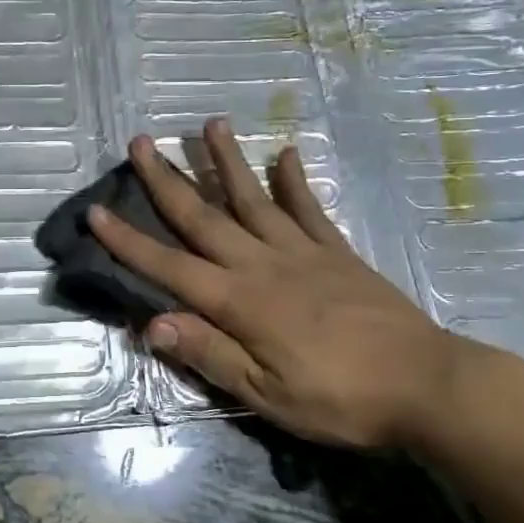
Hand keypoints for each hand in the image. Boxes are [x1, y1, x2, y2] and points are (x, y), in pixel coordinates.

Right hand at [88, 121, 484, 449]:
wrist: (427, 386)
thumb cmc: (339, 399)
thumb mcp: (265, 393)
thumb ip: (209, 353)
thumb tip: (151, 323)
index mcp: (239, 301)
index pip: (169, 266)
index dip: (128, 241)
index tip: (96, 211)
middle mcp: (262, 264)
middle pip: (204, 216)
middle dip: (167, 180)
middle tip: (141, 142)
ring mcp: (302, 252)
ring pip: (253, 198)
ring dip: (227, 161)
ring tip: (210, 123)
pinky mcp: (337, 252)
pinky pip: (309, 209)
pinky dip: (295, 180)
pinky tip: (285, 153)